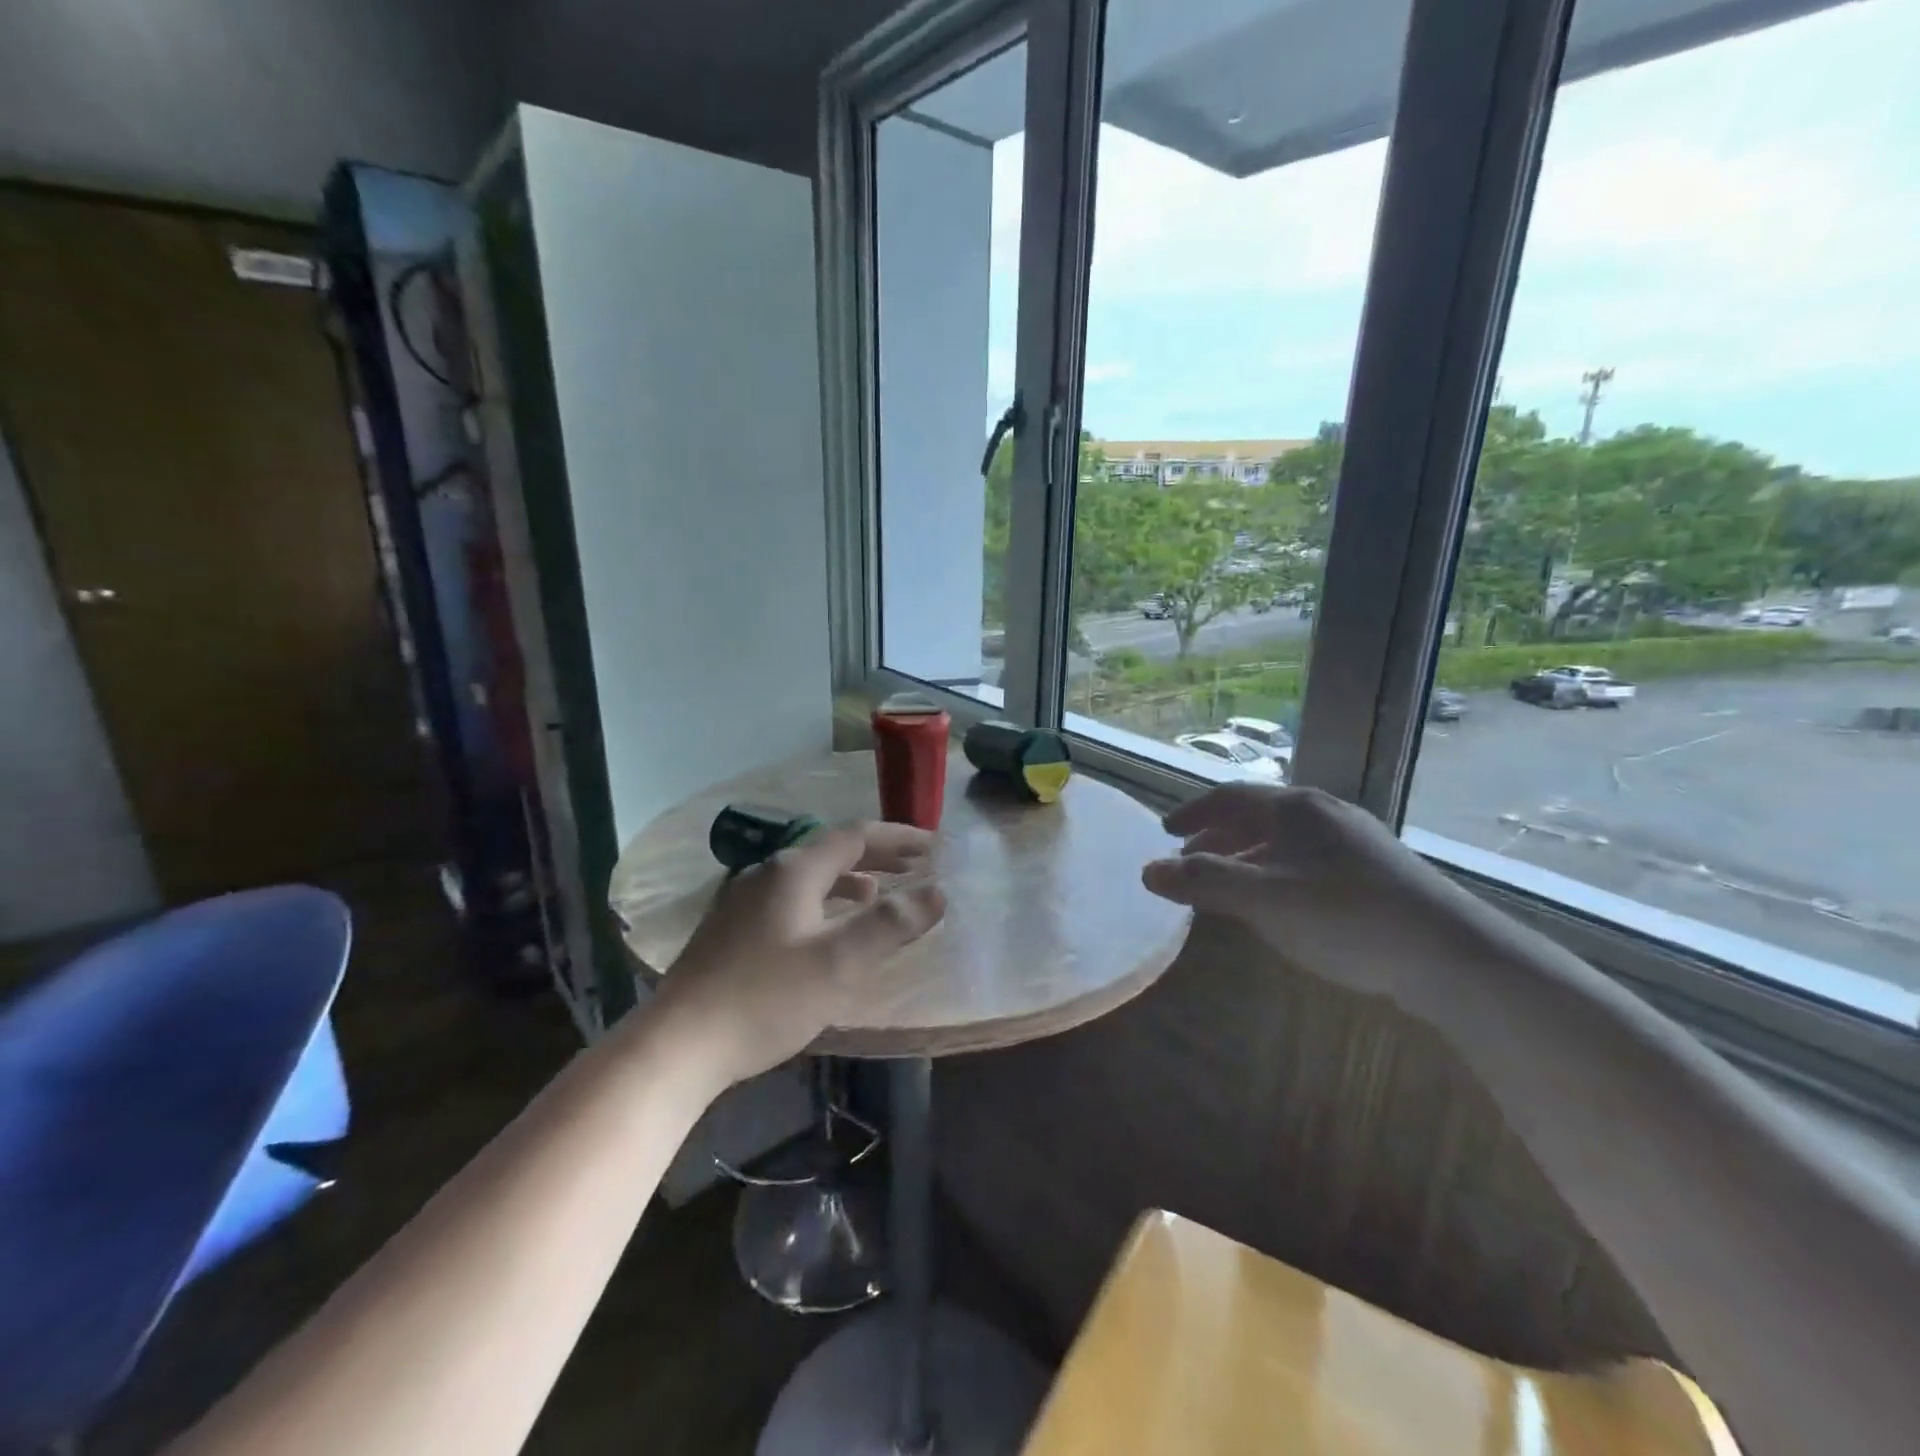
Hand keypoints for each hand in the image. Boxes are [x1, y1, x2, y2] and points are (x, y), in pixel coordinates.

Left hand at [650, 821, 945, 1088]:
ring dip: (849, 880)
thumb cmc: (766, 998)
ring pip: (808, 876)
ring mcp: (742, 899)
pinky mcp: (730, 928)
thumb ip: (890, 924)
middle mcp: (766, 873)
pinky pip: (790, 898)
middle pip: (831, 851)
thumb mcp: (839, 962)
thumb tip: (936, 892)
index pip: (856, 836)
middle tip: (915, 866)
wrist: (678, 1045)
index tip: (933, 845)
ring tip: (877, 895)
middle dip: (877, 856)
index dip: (898, 837)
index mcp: (794, 870)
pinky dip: (822, 901)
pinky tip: (824, 929)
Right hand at [1141, 784, 1469, 1002]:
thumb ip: (1203, 883)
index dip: (1192, 813)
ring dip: (1244, 857)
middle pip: (1255, 816)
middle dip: (1215, 837)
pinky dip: (1274, 872)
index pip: (1228, 797)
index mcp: (1294, 808)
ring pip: (1282, 840)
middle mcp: (1323, 813)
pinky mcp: (1374, 871)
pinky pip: (1306, 859)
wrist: (1450, 954)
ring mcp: (1353, 841)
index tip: (1165, 832)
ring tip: (1225, 886)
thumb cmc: (1346, 916)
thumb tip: (1147, 871)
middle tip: (1188, 862)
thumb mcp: (1264, 899)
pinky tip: (1277, 903)